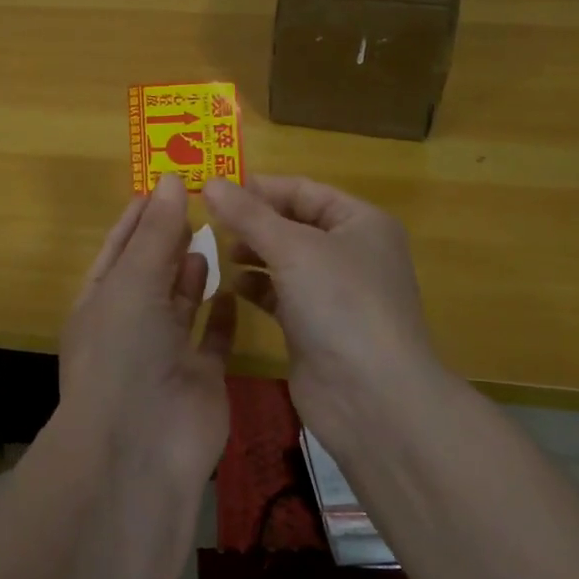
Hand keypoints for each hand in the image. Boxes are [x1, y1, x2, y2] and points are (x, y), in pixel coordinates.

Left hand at [57, 173, 236, 488]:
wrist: (142, 446)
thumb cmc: (123, 351)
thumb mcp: (133, 282)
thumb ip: (155, 232)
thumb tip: (169, 179)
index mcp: (100, 301)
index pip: (119, 247)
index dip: (139, 216)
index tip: (164, 184)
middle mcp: (130, 324)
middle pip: (151, 272)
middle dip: (169, 240)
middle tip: (200, 202)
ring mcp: (165, 353)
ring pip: (180, 303)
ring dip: (192, 273)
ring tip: (213, 237)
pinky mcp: (200, 377)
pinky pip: (212, 339)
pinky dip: (222, 315)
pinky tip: (234, 288)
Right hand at [203, 175, 439, 446]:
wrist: (370, 397)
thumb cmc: (340, 303)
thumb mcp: (292, 248)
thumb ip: (248, 214)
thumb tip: (209, 182)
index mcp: (361, 222)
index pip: (304, 190)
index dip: (261, 187)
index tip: (214, 189)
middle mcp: (351, 252)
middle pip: (293, 223)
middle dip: (253, 221)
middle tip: (207, 219)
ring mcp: (335, 292)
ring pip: (285, 259)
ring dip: (252, 251)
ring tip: (216, 250)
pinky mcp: (315, 325)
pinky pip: (281, 293)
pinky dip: (257, 285)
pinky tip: (232, 285)